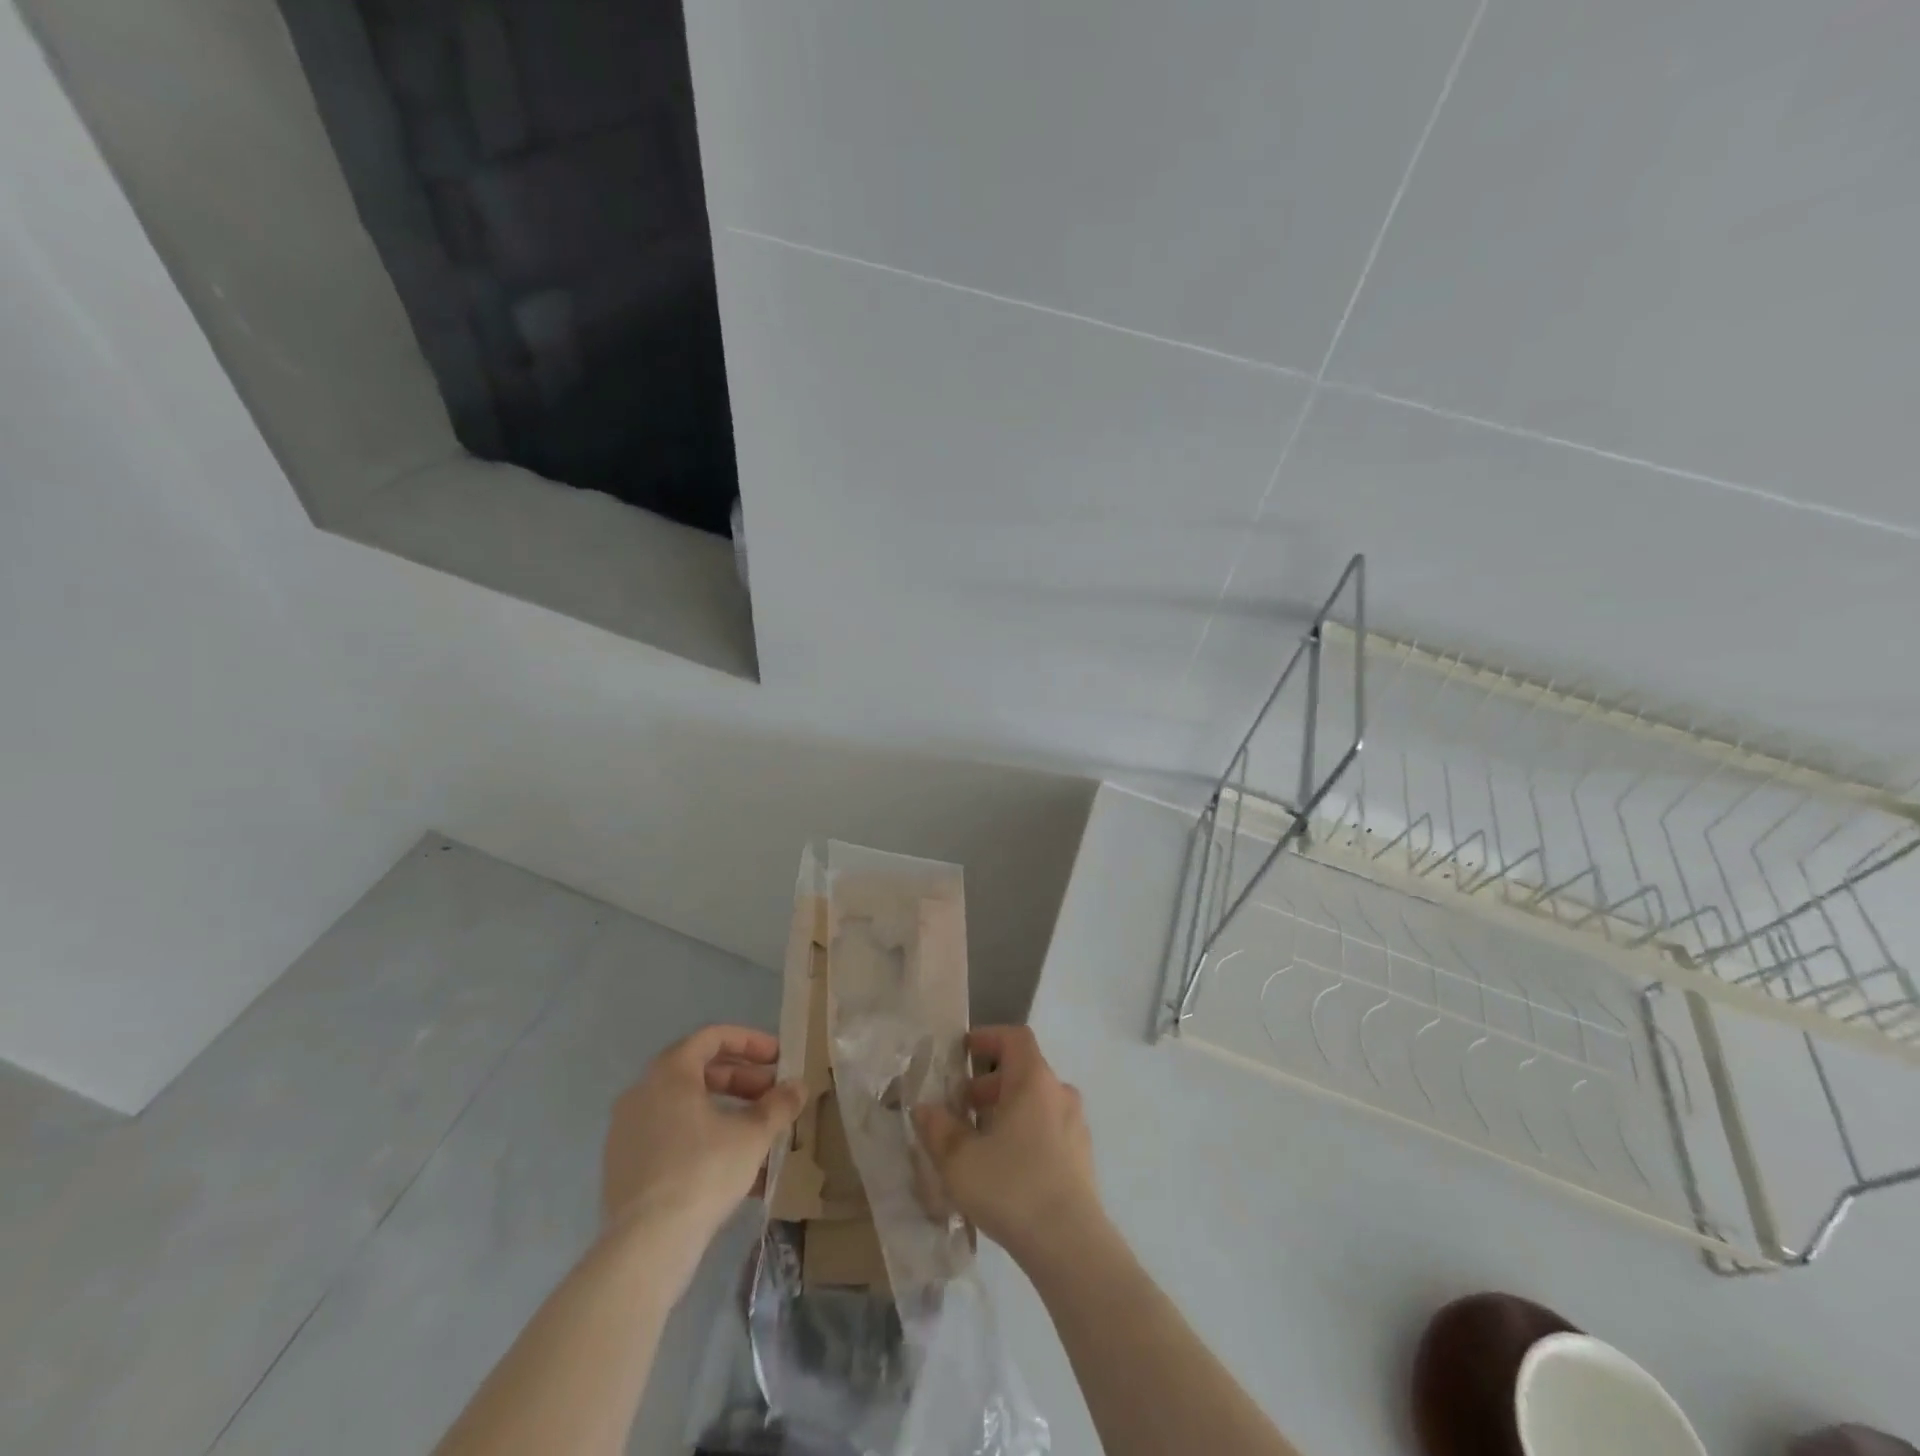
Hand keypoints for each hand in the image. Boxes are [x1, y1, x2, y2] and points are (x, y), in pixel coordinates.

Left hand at [603, 1025, 805, 1238]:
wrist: (646, 1245)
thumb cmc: (704, 1171)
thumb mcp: (754, 1134)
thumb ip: (779, 1104)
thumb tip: (798, 1086)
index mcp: (670, 1072)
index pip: (713, 1037)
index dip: (750, 1042)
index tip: (778, 1058)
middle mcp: (642, 1092)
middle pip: (698, 1071)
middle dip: (741, 1080)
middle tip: (772, 1096)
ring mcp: (627, 1130)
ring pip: (685, 1107)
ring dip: (724, 1111)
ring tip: (757, 1134)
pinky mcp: (622, 1167)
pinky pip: (670, 1137)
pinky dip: (702, 1138)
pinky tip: (731, 1167)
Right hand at [913, 1026, 1104, 1266]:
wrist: (1070, 1245)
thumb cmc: (1012, 1187)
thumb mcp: (960, 1160)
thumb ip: (938, 1129)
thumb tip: (925, 1109)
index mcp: (1034, 1080)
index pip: (1015, 1038)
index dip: (989, 1037)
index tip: (964, 1051)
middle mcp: (1059, 1093)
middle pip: (1023, 1072)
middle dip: (989, 1085)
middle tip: (960, 1107)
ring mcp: (1075, 1126)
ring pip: (1036, 1104)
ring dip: (1006, 1112)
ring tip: (978, 1142)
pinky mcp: (1082, 1158)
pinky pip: (1048, 1130)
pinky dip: (1025, 1134)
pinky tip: (1004, 1169)